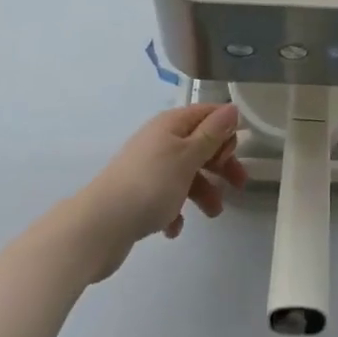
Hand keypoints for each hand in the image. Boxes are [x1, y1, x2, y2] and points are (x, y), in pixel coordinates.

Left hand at [69, 104, 247, 281]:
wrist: (99, 226)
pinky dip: (176, 210)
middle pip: (199, 145)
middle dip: (220, 164)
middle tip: (238, 185)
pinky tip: (175, 228)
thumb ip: (212, 134)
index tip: (235, 153)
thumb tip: (231, 108)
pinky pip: (166, 197)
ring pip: (185, 173)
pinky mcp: (137, 195)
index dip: (225, 130)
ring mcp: (147, 168)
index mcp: (171, 125)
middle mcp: (159, 140)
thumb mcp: (188, 156)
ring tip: (213, 214)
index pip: (207, 114)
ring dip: (203, 191)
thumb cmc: (150, 185)